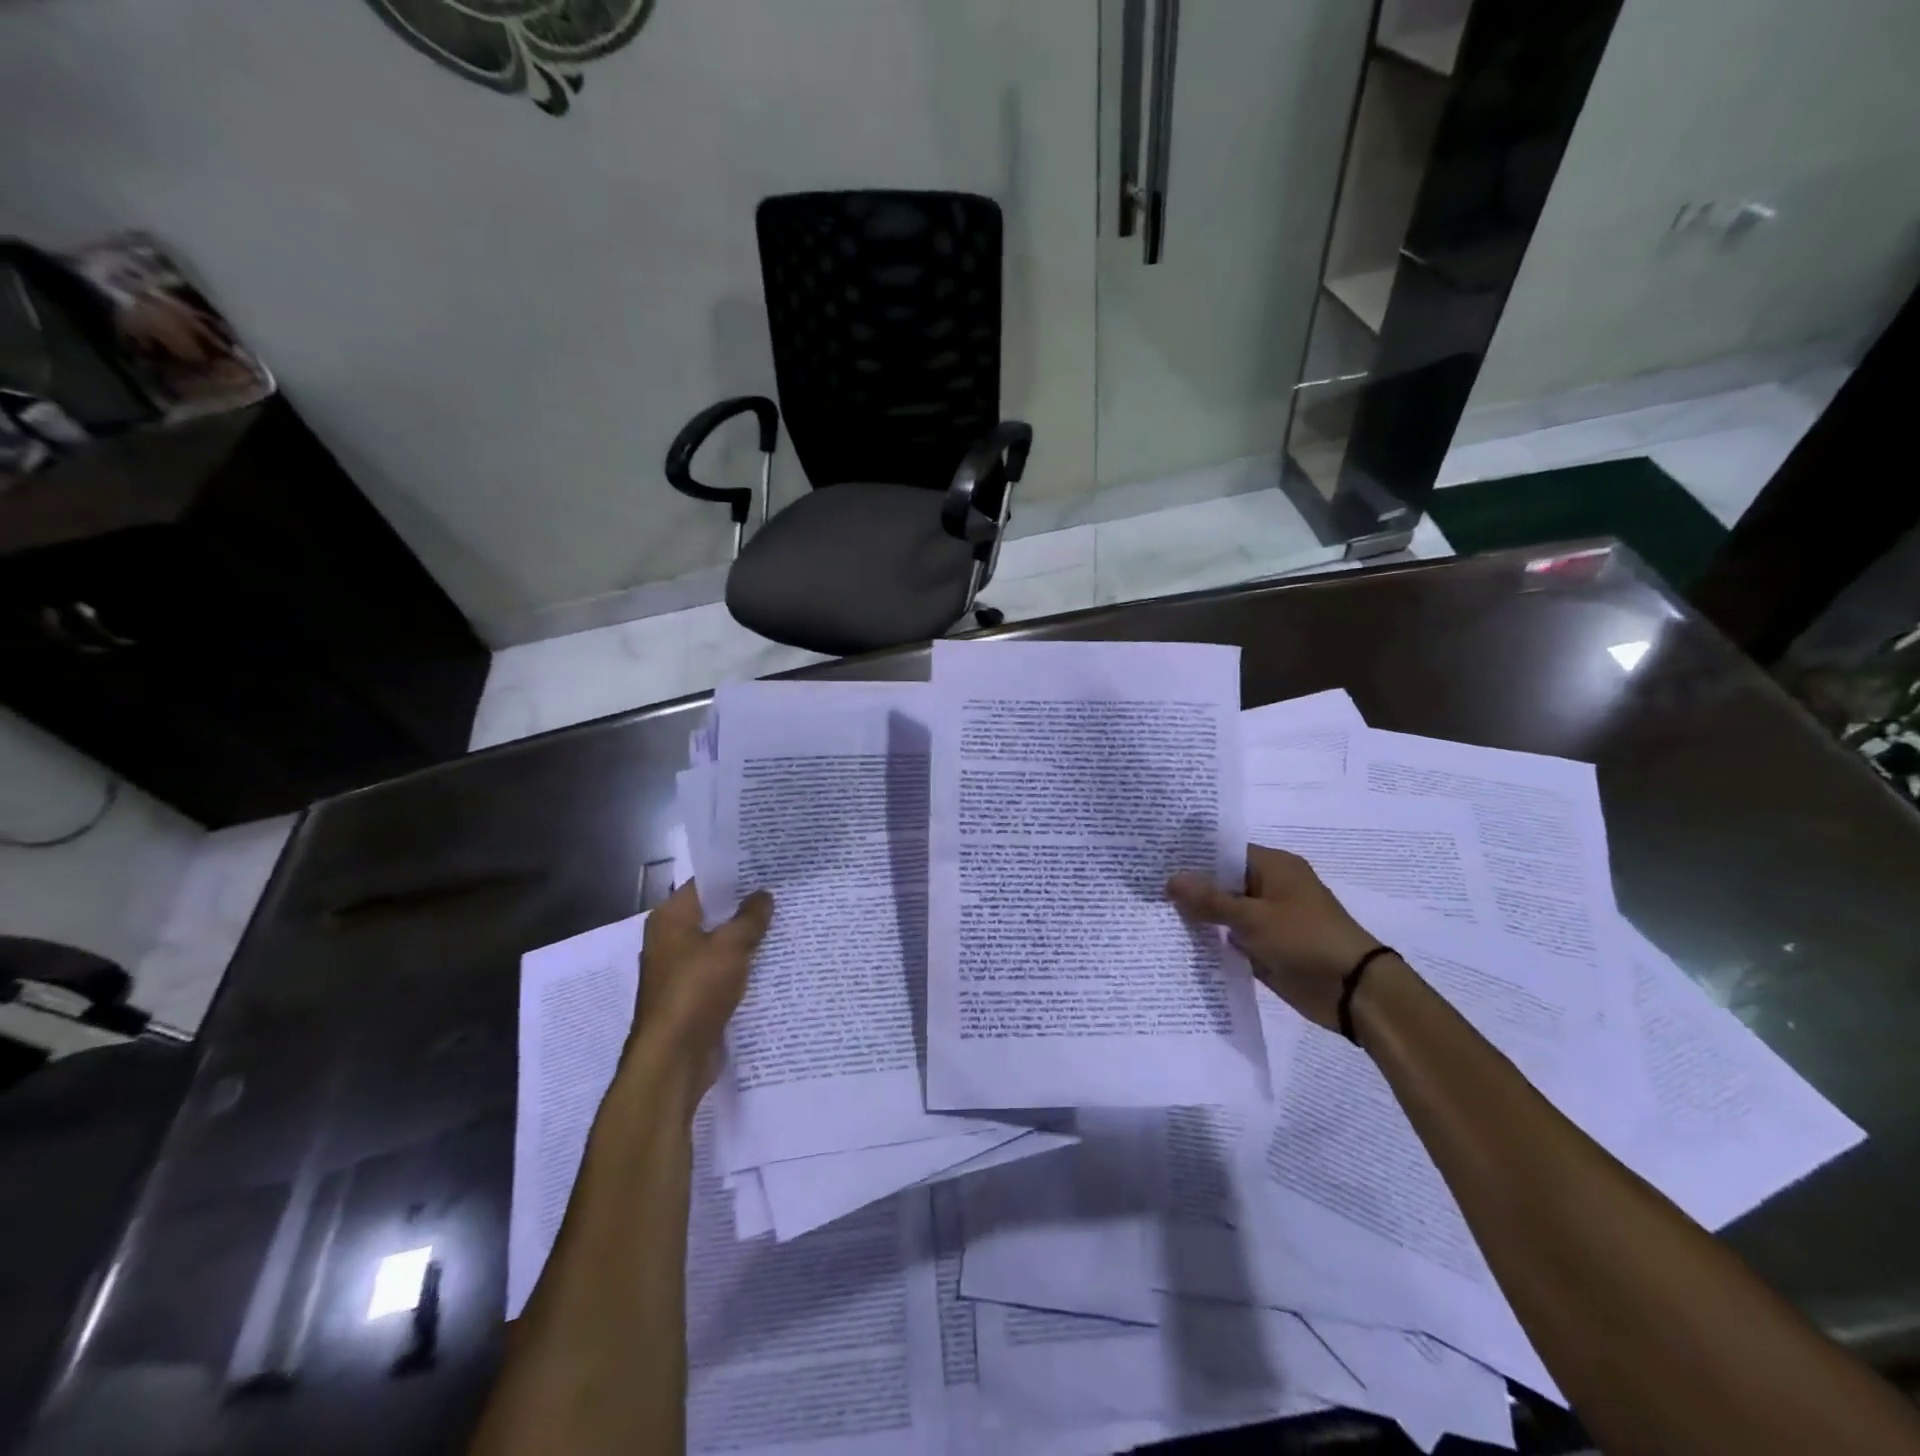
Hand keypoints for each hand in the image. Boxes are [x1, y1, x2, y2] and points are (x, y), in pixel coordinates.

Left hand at [631, 881, 773, 1087]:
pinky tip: (772, 963)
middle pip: (713, 914)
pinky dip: (741, 967)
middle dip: (746, 908)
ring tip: (785, 925)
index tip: (769, 869)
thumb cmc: (696, 991)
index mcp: (670, 919)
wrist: (673, 1058)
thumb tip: (763, 895)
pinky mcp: (692, 996)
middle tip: (785, 895)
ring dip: (746, 939)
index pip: (705, 884)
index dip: (736, 876)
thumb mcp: (730, 947)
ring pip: (719, 944)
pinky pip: (721, 971)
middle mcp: (670, 939)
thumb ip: (750, 918)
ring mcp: (680, 970)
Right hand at [1168, 845, 1380, 1032]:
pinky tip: (1178, 942)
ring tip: (1152, 913)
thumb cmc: (1305, 939)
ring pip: (1224, 912)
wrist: (1353, 991)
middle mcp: (1270, 887)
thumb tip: (1171, 879)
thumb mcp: (1253, 917)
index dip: (1191, 857)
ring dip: (1198, 917)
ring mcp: (1268, 919)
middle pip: (1222, 882)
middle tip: (1145, 888)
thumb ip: (1210, 900)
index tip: (1155, 861)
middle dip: (1190, 888)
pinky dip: (1212, 940)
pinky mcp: (1266, 947)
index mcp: (1274, 866)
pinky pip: (1231, 938)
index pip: (1224, 852)